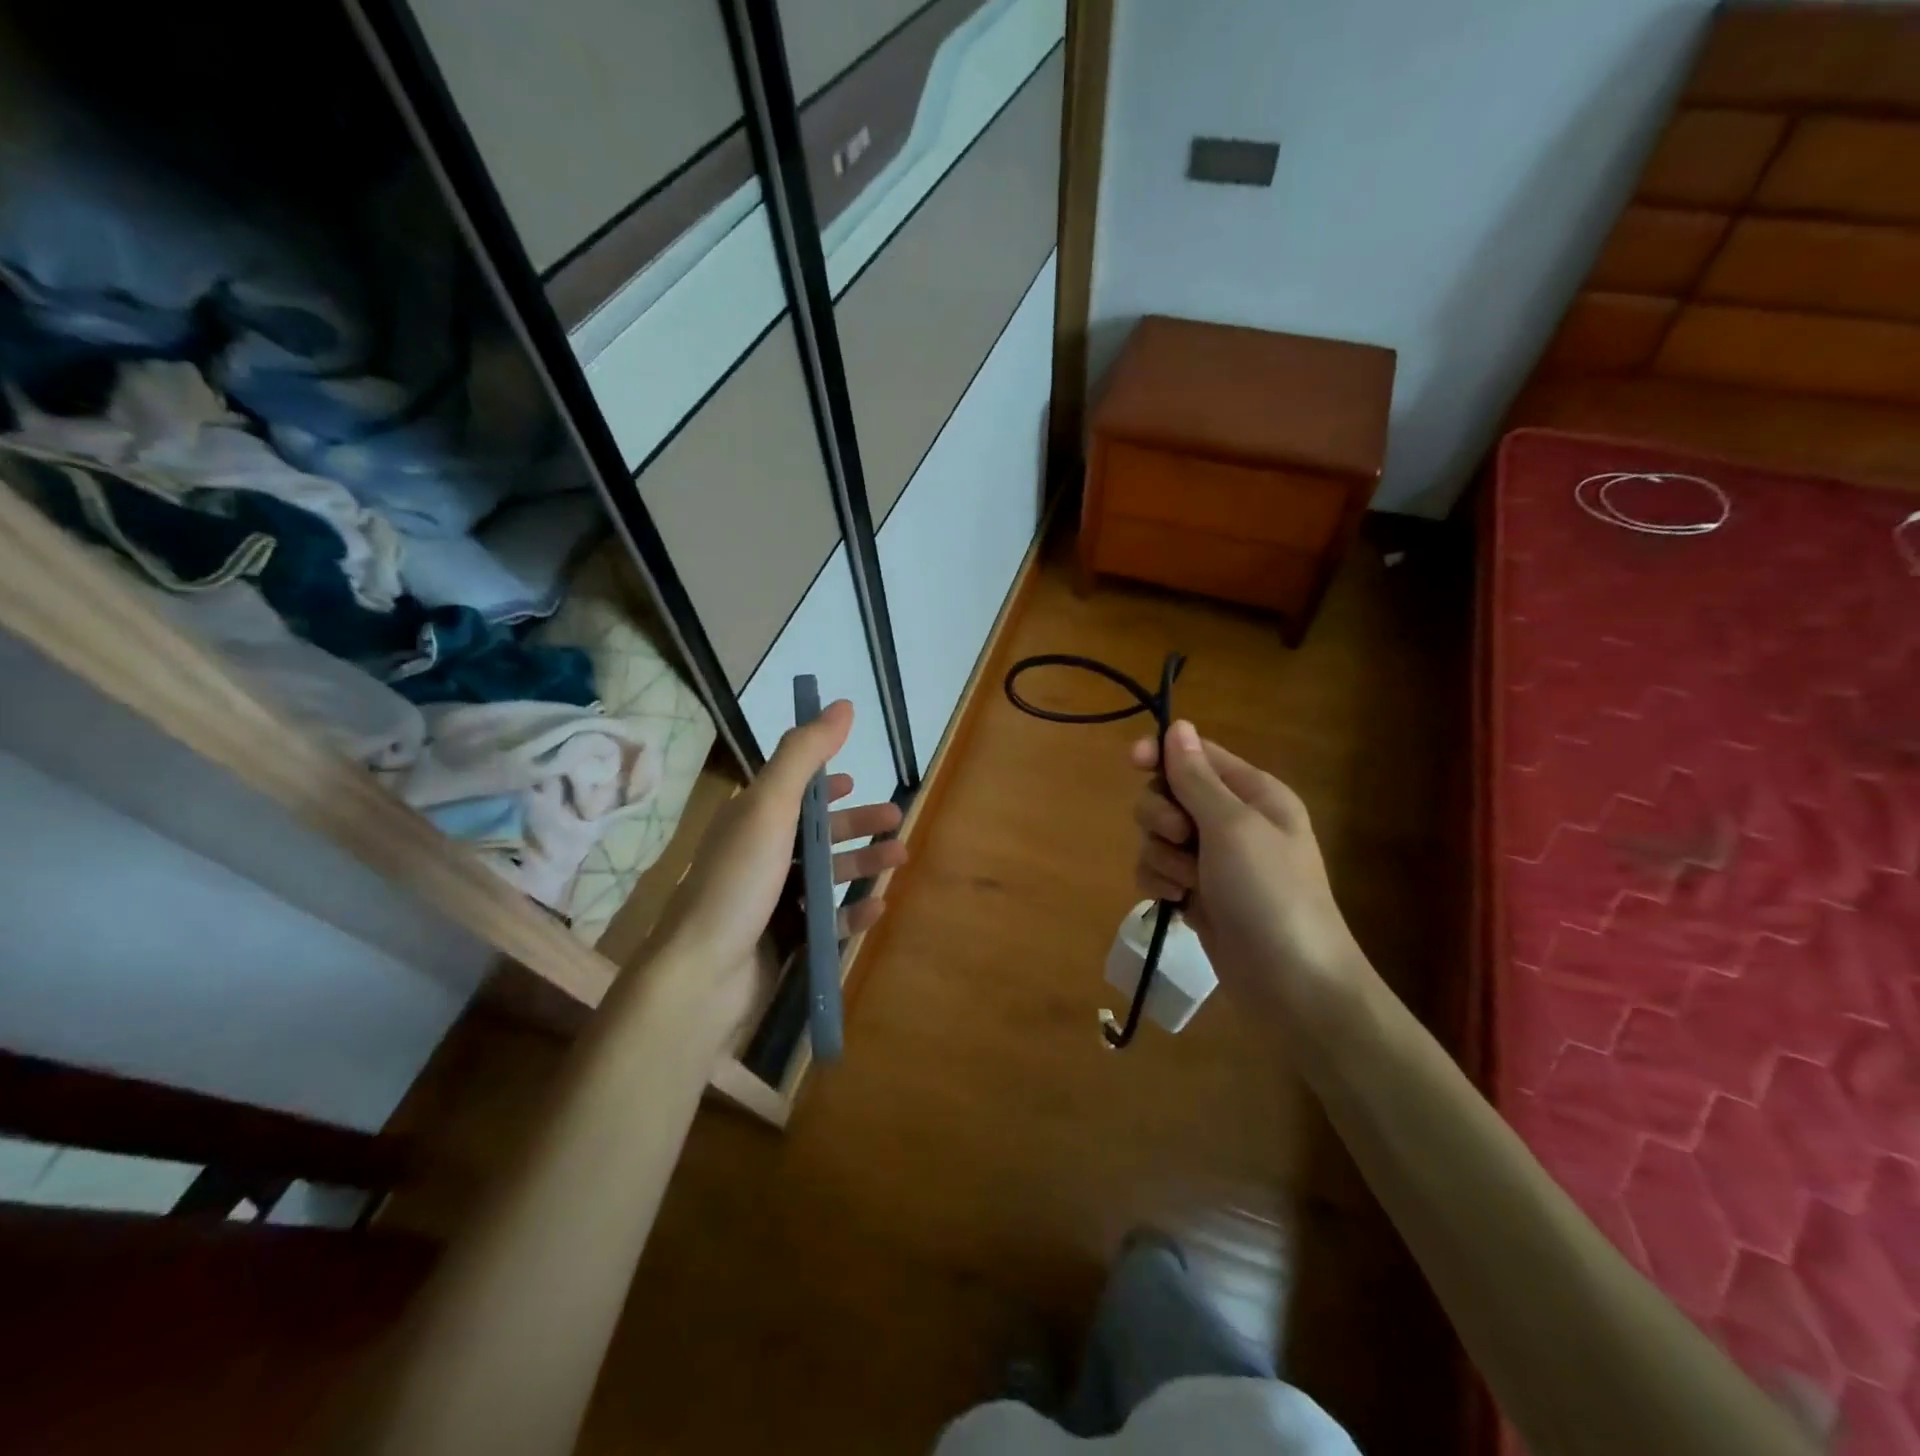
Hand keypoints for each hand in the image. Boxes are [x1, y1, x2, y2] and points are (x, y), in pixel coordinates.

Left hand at [654, 699, 904, 1030]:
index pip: (789, 791)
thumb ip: (804, 754)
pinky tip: (878, 908)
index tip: (855, 779)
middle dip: (856, 824)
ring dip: (862, 863)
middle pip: (815, 833)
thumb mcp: (770, 807)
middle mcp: (758, 856)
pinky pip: (825, 921)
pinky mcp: (782, 942)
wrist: (702, 978)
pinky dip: (852, 913)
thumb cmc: (738, 883)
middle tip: (897, 820)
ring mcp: (769, 902)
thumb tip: (843, 704)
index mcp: (749, 821)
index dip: (821, 782)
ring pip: (825, 875)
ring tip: (900, 858)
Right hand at [1131, 721, 1366, 1027]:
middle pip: (1168, 794)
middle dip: (1162, 816)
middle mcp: (1232, 821)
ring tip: (1188, 883)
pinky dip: (1160, 882)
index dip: (1161, 755)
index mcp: (1252, 794)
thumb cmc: (1269, 893)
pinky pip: (1158, 870)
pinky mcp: (1197, 893)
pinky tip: (1176, 902)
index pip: (1196, 755)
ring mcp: (1213, 860)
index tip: (1133, 762)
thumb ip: (1196, 777)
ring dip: (1162, 856)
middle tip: (1182, 838)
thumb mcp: (1232, 827)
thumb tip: (1178, 727)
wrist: (1292, 985)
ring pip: (1156, 835)